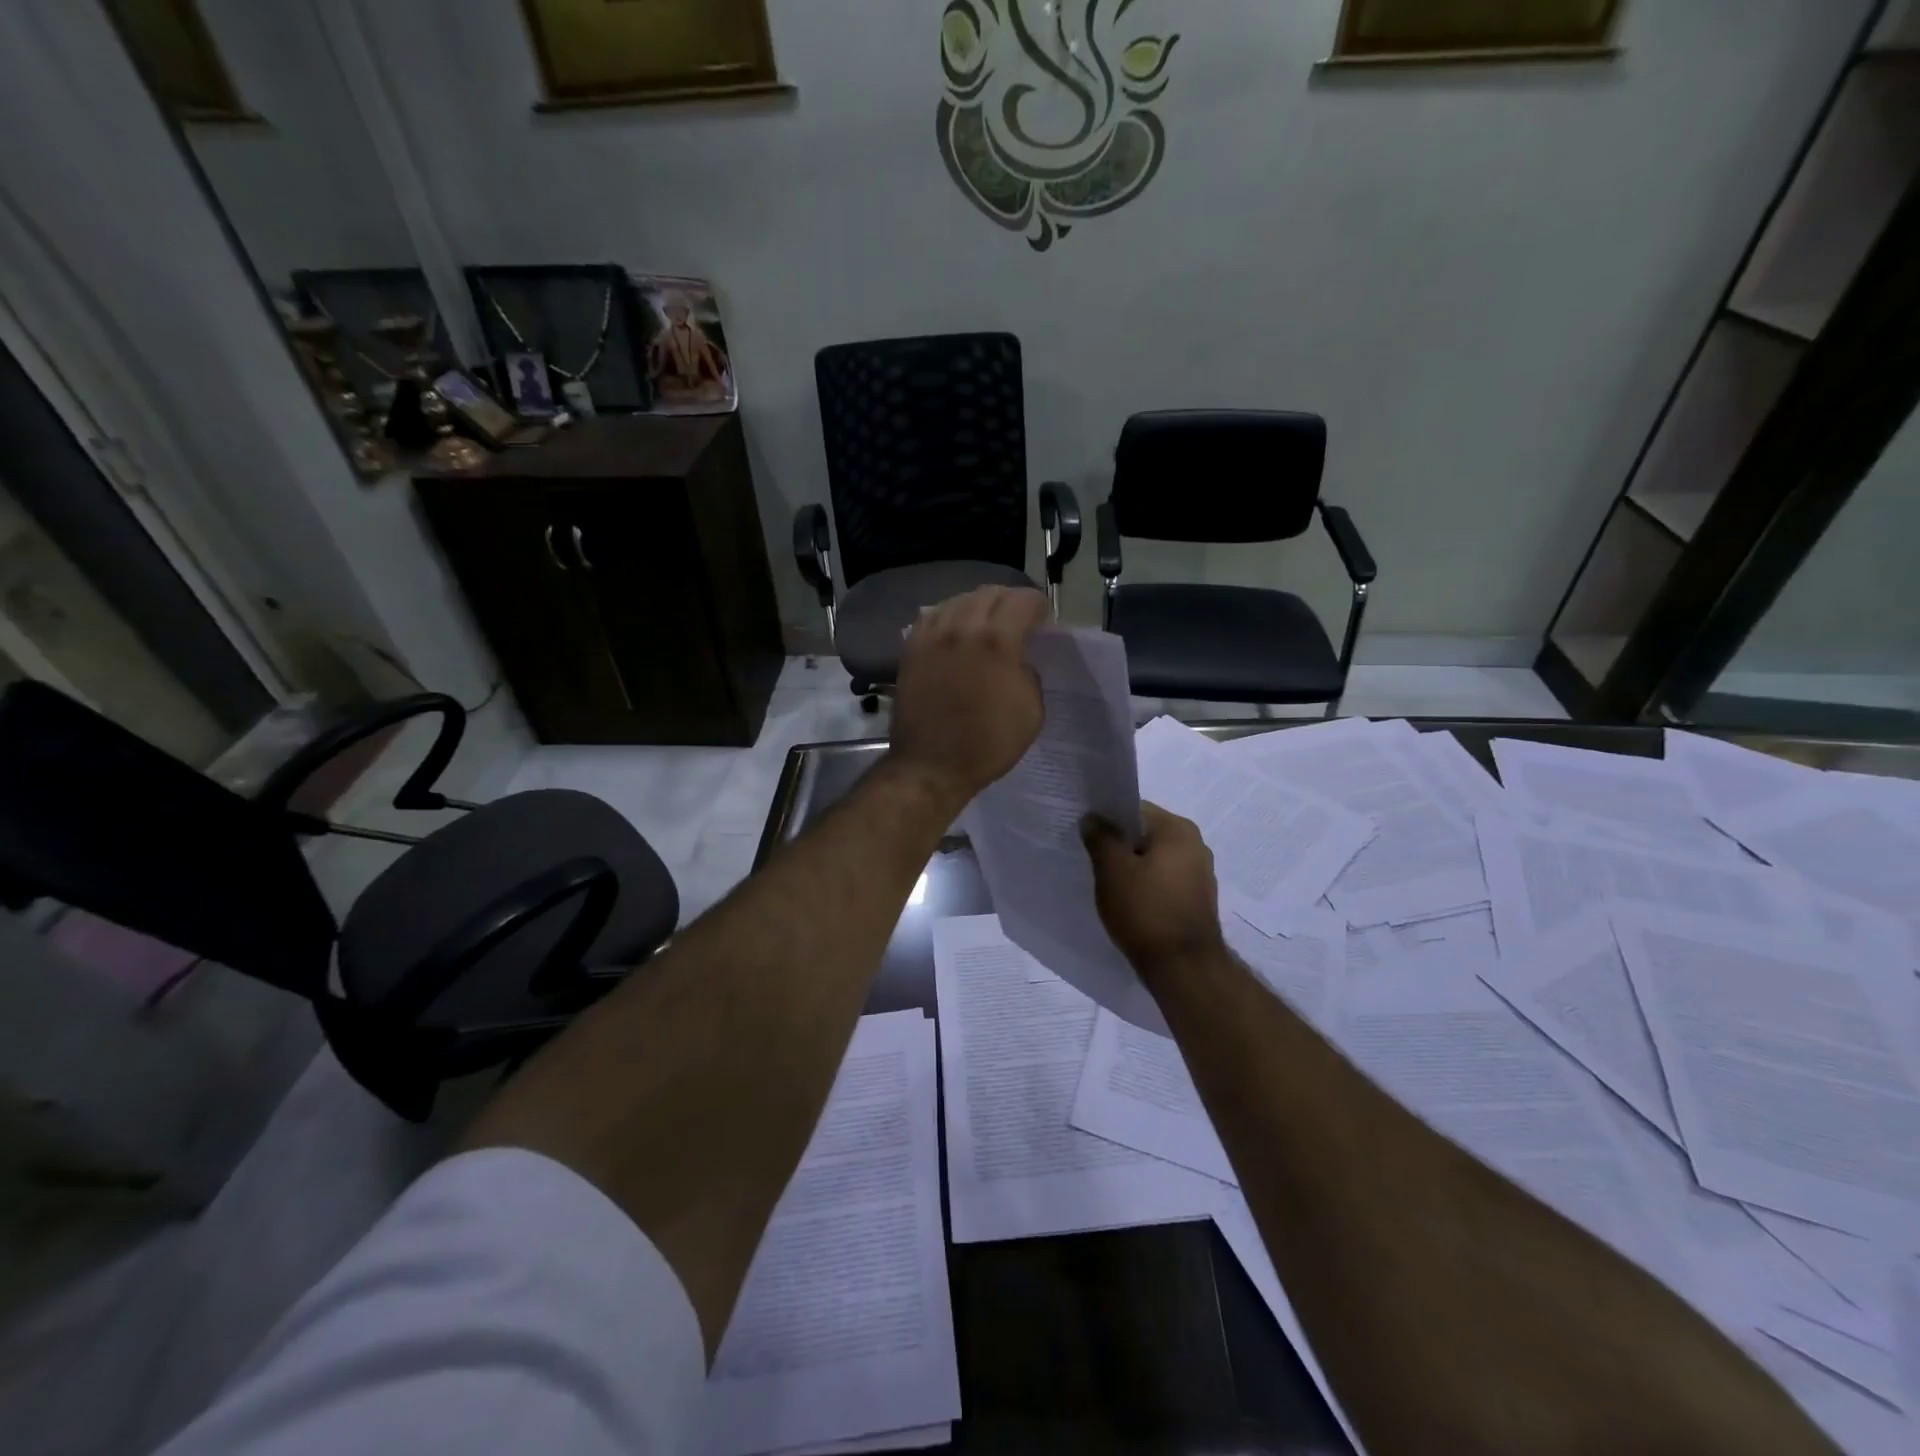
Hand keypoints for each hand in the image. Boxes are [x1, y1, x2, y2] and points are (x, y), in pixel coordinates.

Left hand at [889, 586, 1049, 807]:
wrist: (932, 765)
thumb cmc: (988, 743)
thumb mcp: (1031, 711)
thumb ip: (1029, 674)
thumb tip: (1019, 660)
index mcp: (997, 641)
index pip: (1022, 600)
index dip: (1038, 606)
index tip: (1043, 620)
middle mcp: (961, 627)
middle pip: (989, 593)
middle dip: (1009, 600)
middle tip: (1018, 618)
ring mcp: (932, 636)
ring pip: (958, 600)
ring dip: (978, 605)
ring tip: (986, 621)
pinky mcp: (911, 649)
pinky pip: (932, 616)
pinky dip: (949, 616)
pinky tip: (954, 629)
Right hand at [1083, 803, 1224, 976]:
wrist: (1184, 969)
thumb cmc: (1146, 910)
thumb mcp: (1112, 870)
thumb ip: (1100, 837)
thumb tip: (1092, 818)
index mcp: (1178, 829)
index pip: (1134, 809)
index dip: (1106, 819)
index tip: (1084, 835)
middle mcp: (1195, 845)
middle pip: (1144, 835)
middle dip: (1118, 846)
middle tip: (1090, 860)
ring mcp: (1200, 875)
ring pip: (1153, 860)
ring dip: (1130, 868)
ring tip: (1106, 885)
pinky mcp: (1196, 901)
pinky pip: (1163, 882)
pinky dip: (1145, 887)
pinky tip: (1127, 903)